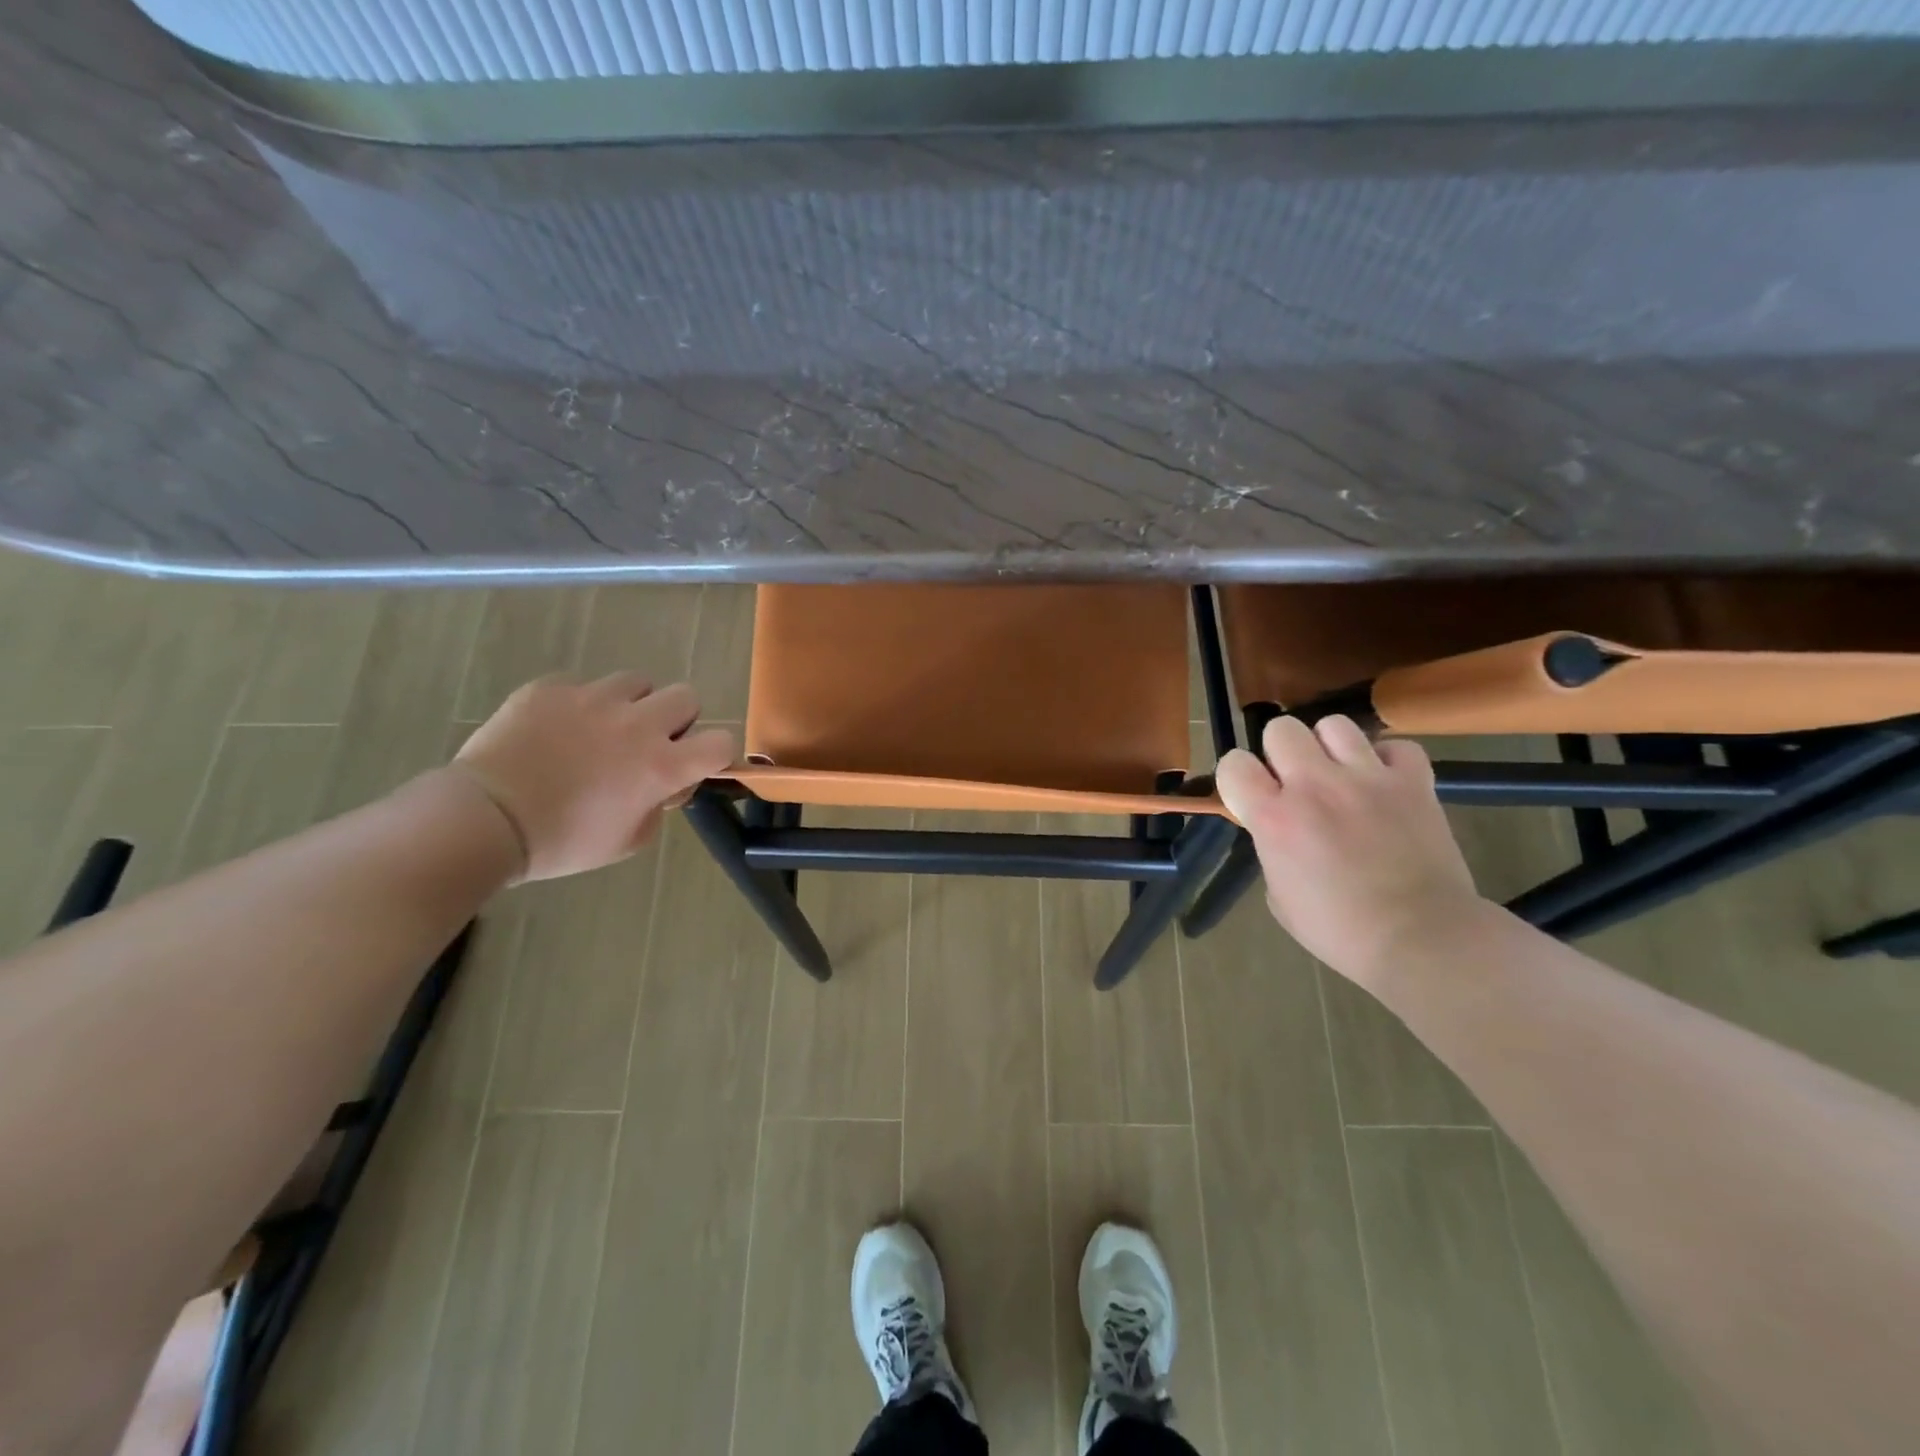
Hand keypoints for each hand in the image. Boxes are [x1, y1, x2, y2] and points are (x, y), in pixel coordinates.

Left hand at [452, 672, 734, 881]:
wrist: (483, 821)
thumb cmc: (562, 842)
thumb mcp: (628, 841)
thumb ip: (659, 805)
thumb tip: (664, 784)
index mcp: (661, 765)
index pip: (721, 742)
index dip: (714, 753)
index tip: (693, 765)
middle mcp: (637, 724)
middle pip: (686, 696)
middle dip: (676, 719)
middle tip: (649, 743)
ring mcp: (592, 699)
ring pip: (637, 681)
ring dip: (631, 704)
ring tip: (602, 728)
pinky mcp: (550, 688)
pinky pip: (580, 685)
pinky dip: (577, 704)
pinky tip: (555, 730)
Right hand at [1215, 715, 1484, 990]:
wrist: (1423, 940)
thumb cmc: (1340, 931)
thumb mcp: (1278, 896)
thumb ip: (1271, 848)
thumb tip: (1280, 830)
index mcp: (1275, 818)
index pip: (1234, 764)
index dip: (1238, 778)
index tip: (1250, 796)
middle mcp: (1315, 786)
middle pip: (1281, 729)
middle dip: (1281, 753)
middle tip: (1295, 782)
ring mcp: (1368, 779)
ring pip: (1334, 725)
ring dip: (1330, 748)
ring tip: (1340, 775)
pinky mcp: (1414, 783)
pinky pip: (1397, 747)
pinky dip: (1388, 761)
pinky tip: (1384, 784)